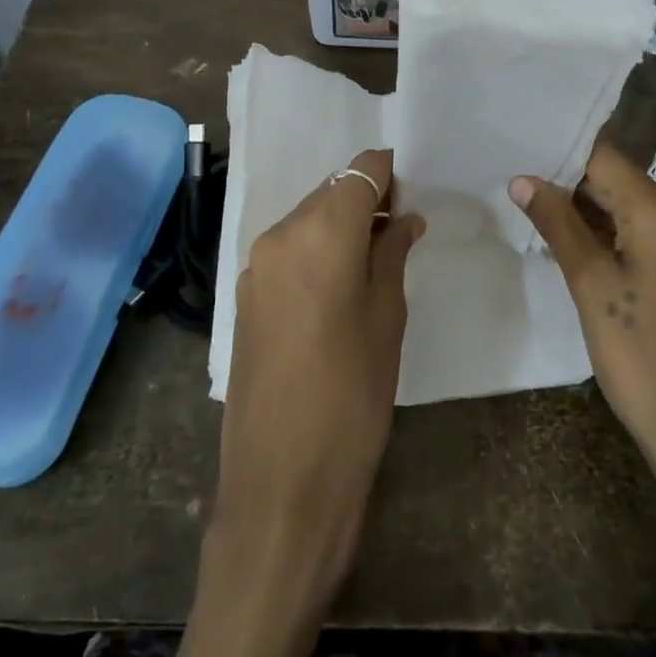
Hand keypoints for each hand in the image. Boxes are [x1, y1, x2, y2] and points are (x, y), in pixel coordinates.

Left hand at [209, 148, 424, 613]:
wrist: (281, 484)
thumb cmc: (352, 399)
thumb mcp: (387, 321)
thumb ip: (392, 256)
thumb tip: (404, 220)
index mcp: (321, 234)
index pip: (359, 172)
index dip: (387, 173)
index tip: (410, 192)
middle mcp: (281, 235)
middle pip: (330, 192)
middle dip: (365, 200)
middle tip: (398, 231)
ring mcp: (256, 264)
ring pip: (307, 218)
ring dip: (339, 225)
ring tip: (372, 261)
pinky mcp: (245, 293)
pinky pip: (288, 249)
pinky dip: (315, 249)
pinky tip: (336, 285)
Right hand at [509, 143, 655, 556]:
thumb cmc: (643, 358)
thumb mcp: (591, 286)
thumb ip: (558, 225)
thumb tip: (523, 180)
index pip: (603, 157)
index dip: (560, 155)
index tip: (519, 155)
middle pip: (619, 182)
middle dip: (570, 186)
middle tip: (519, 190)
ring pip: (632, 211)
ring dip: (590, 214)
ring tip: (539, 218)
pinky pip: (649, 237)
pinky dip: (614, 237)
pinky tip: (580, 253)